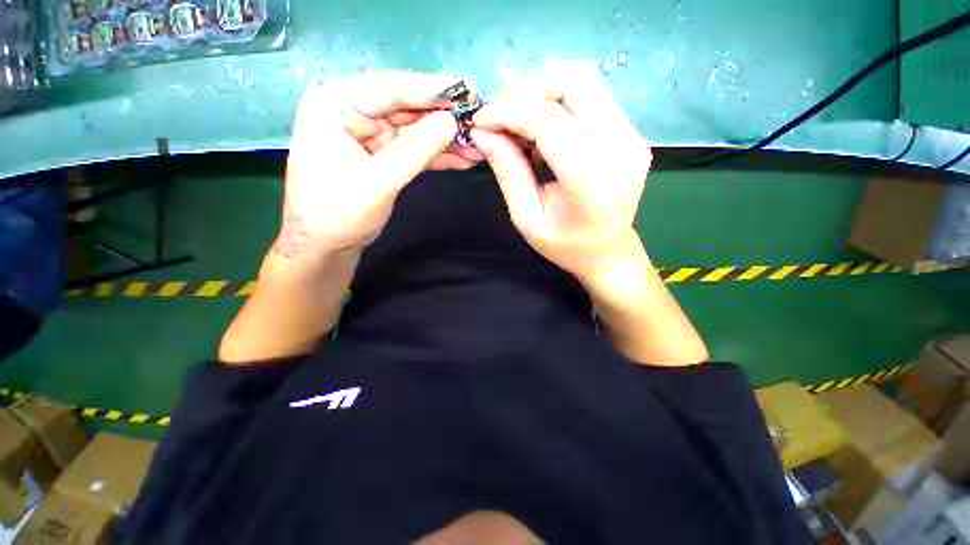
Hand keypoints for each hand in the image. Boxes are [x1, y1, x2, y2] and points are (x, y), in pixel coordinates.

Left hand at [278, 72, 483, 256]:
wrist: (326, 246)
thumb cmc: (337, 216)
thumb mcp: (376, 183)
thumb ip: (414, 151)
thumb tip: (451, 122)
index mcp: (335, 106)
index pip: (389, 89)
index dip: (431, 89)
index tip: (467, 88)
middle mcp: (352, 113)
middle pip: (407, 108)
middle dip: (444, 117)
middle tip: (479, 118)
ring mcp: (370, 135)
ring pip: (416, 130)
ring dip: (447, 139)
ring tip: (478, 144)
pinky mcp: (384, 155)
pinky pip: (416, 150)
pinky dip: (439, 155)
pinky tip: (463, 157)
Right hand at [469, 62, 650, 283]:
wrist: (607, 252)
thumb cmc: (565, 245)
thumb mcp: (527, 218)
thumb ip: (507, 172)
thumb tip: (482, 133)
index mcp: (592, 179)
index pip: (550, 122)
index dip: (509, 112)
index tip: (480, 120)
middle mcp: (621, 147)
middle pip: (574, 82)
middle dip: (526, 90)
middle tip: (498, 114)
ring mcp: (632, 136)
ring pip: (584, 82)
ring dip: (541, 92)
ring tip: (516, 121)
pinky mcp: (631, 133)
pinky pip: (591, 98)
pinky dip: (557, 103)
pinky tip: (540, 130)